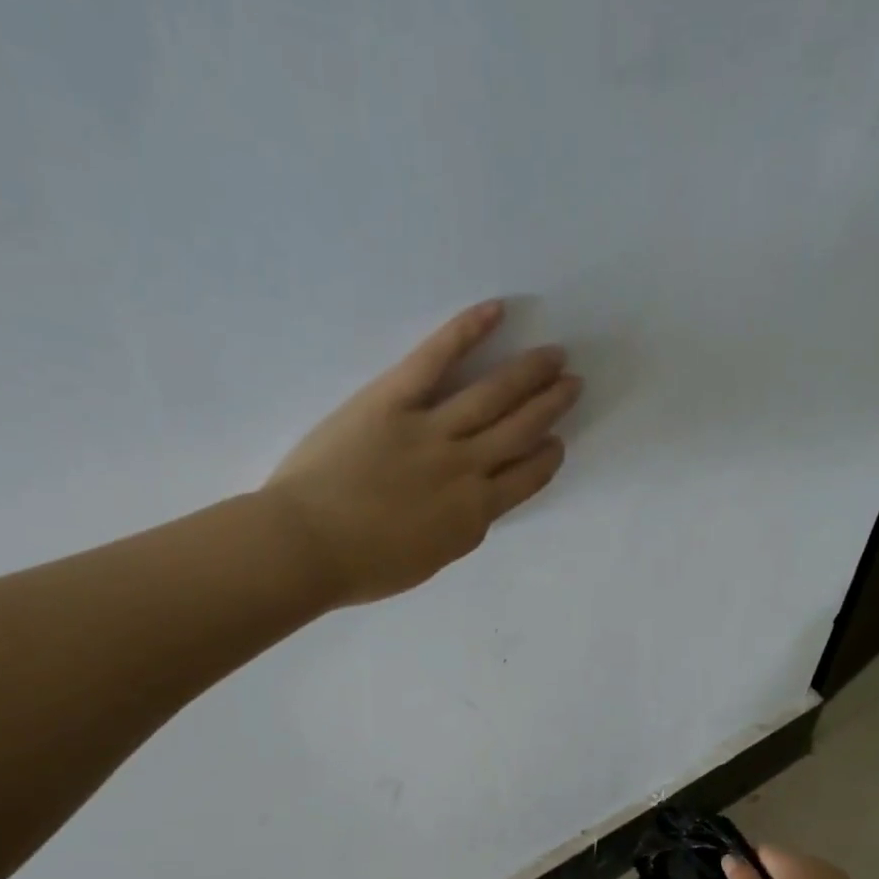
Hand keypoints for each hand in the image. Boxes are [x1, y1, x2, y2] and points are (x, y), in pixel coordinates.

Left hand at [261, 301, 581, 605]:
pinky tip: (496, 311)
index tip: (558, 442)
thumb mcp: (429, 560)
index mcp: (473, 515)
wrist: (306, 547)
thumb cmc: (362, 567)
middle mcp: (465, 469)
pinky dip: (467, 332)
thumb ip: (458, 530)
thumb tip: (473, 505)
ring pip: (494, 395)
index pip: (526, 479)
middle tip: (572, 383)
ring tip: (554, 354)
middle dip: (551, 406)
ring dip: (529, 373)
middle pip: (520, 430)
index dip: (547, 458)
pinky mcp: (393, 400)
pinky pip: (436, 359)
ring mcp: (432, 431)